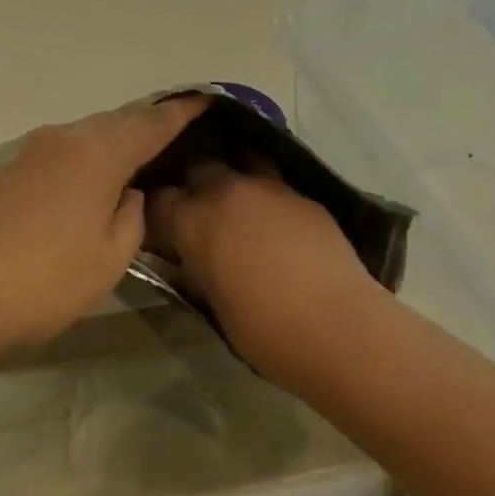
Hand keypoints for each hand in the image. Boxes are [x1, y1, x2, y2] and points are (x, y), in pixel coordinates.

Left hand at [0, 94, 208, 369]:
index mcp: (95, 154)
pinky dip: (74, 161)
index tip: (205, 98)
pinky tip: (75, 184)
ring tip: (128, 157)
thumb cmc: (38, 281)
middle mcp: (59, 139)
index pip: (150, 124)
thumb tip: (127, 194)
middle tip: (171, 126)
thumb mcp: (106, 260)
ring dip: (106, 143)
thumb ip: (130, 220)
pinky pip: (50, 155)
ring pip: (78, 138)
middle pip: (112, 123)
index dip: (181, 112)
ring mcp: (20, 152)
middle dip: (144, 123)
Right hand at [146, 163, 378, 388]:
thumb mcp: (211, 303)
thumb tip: (184, 257)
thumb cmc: (264, 330)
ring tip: (237, 208)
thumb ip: (192, 269)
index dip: (156, 215)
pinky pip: (275, 185)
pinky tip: (275, 223)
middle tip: (198, 216)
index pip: (158, 200)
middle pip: (198, 169)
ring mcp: (269, 188)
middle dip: (192, 187)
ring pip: (239, 165)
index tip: (160, 231)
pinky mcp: (303, 196)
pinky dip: (266, 199)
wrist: (338, 327)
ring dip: (232, 183)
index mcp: (194, 219)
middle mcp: (227, 191)